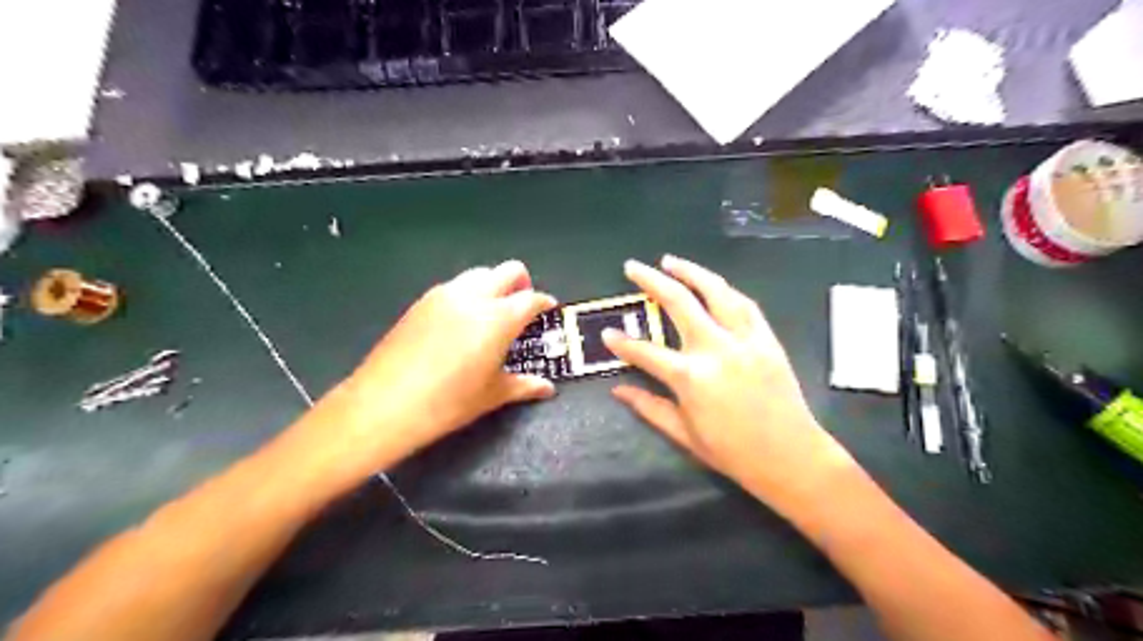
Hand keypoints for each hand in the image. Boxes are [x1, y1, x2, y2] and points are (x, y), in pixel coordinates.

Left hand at [312, 258, 555, 472]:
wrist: (385, 403)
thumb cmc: (449, 402)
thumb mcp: (492, 395)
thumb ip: (524, 385)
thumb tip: (546, 388)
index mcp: (499, 318)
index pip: (531, 298)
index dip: (544, 303)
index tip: (548, 310)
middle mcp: (474, 296)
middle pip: (507, 271)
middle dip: (521, 284)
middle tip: (522, 308)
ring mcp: (445, 295)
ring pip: (479, 274)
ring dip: (493, 286)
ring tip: (491, 314)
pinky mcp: (421, 301)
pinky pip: (454, 286)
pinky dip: (467, 294)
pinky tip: (461, 322)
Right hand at [606, 256, 857, 515]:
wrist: (791, 457)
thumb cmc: (733, 452)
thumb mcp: (683, 434)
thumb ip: (648, 407)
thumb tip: (618, 390)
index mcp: (690, 377)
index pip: (646, 352)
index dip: (622, 343)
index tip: (607, 333)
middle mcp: (715, 348)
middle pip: (678, 302)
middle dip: (651, 281)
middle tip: (633, 267)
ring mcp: (744, 339)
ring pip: (716, 292)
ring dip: (691, 272)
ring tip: (670, 261)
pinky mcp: (767, 339)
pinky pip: (745, 304)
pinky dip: (725, 290)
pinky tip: (712, 284)